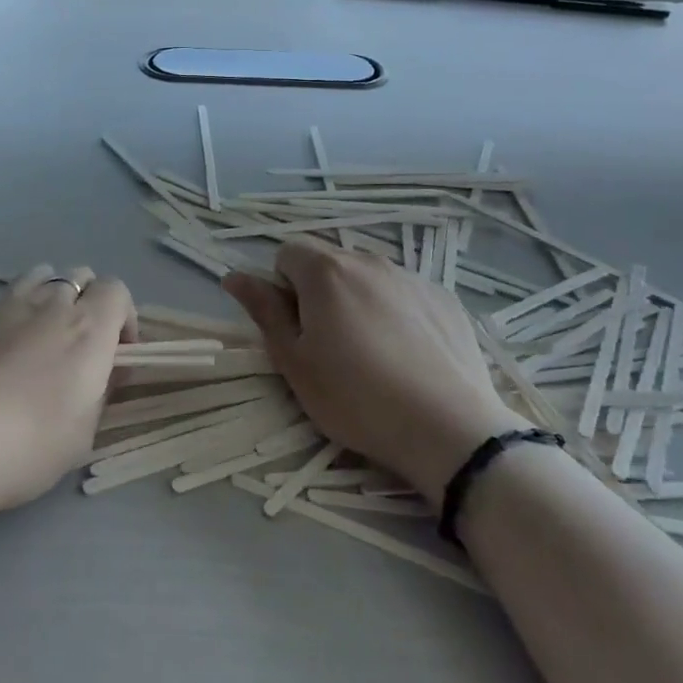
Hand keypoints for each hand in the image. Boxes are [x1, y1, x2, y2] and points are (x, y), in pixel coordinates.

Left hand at [0, 265, 135, 523]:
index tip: (116, 354)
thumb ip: (96, 399)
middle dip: (86, 301)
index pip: (117, 291)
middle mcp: (48, 305)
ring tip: (34, 336)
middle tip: (76, 346)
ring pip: (36, 276)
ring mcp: (0, 304)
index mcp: (87, 331)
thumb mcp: (78, 440)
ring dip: (45, 296)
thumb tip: (96, 377)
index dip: (123, 317)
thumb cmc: (19, 447)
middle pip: (79, 275)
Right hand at [224, 240, 526, 500]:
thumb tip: (234, 276)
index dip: (282, 287)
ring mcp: (411, 278)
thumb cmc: (355, 397)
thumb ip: (264, 311)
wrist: (448, 429)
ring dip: (358, 301)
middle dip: (320, 293)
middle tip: (329, 346)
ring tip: (373, 355)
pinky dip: (396, 313)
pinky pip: (405, 294)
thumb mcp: (294, 361)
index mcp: (326, 271)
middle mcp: (369, 261)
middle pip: (329, 263)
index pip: (286, 253)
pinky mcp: (444, 299)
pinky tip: (408, 356)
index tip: (296, 328)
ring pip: (368, 278)